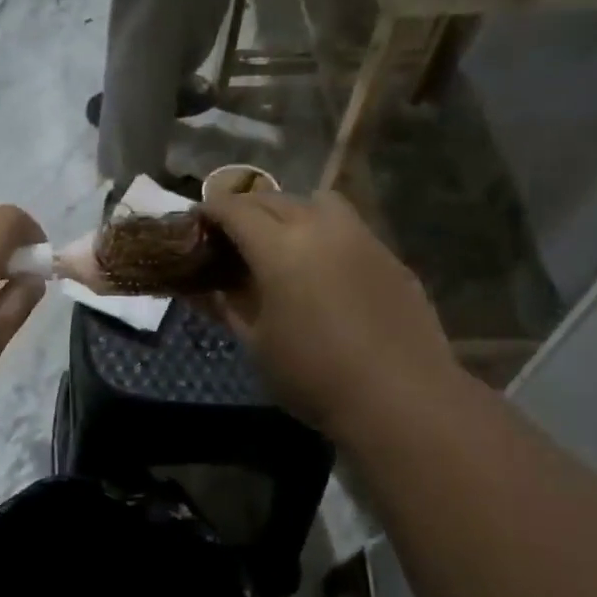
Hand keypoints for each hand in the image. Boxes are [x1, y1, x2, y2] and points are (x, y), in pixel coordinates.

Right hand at [202, 189, 457, 434]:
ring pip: (316, 202)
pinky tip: (321, 267)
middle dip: (245, 208)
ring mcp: (361, 237)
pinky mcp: (389, 255)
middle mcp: (320, 227)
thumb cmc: (312, 376)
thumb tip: (205, 287)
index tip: (197, 221)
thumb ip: (227, 306)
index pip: (235, 209)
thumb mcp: (256, 344)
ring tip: (279, 241)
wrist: (399, 397)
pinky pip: (347, 226)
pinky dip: (322, 231)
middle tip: (229, 233)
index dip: (210, 210)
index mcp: (279, 247)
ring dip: (289, 210)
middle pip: (273, 198)